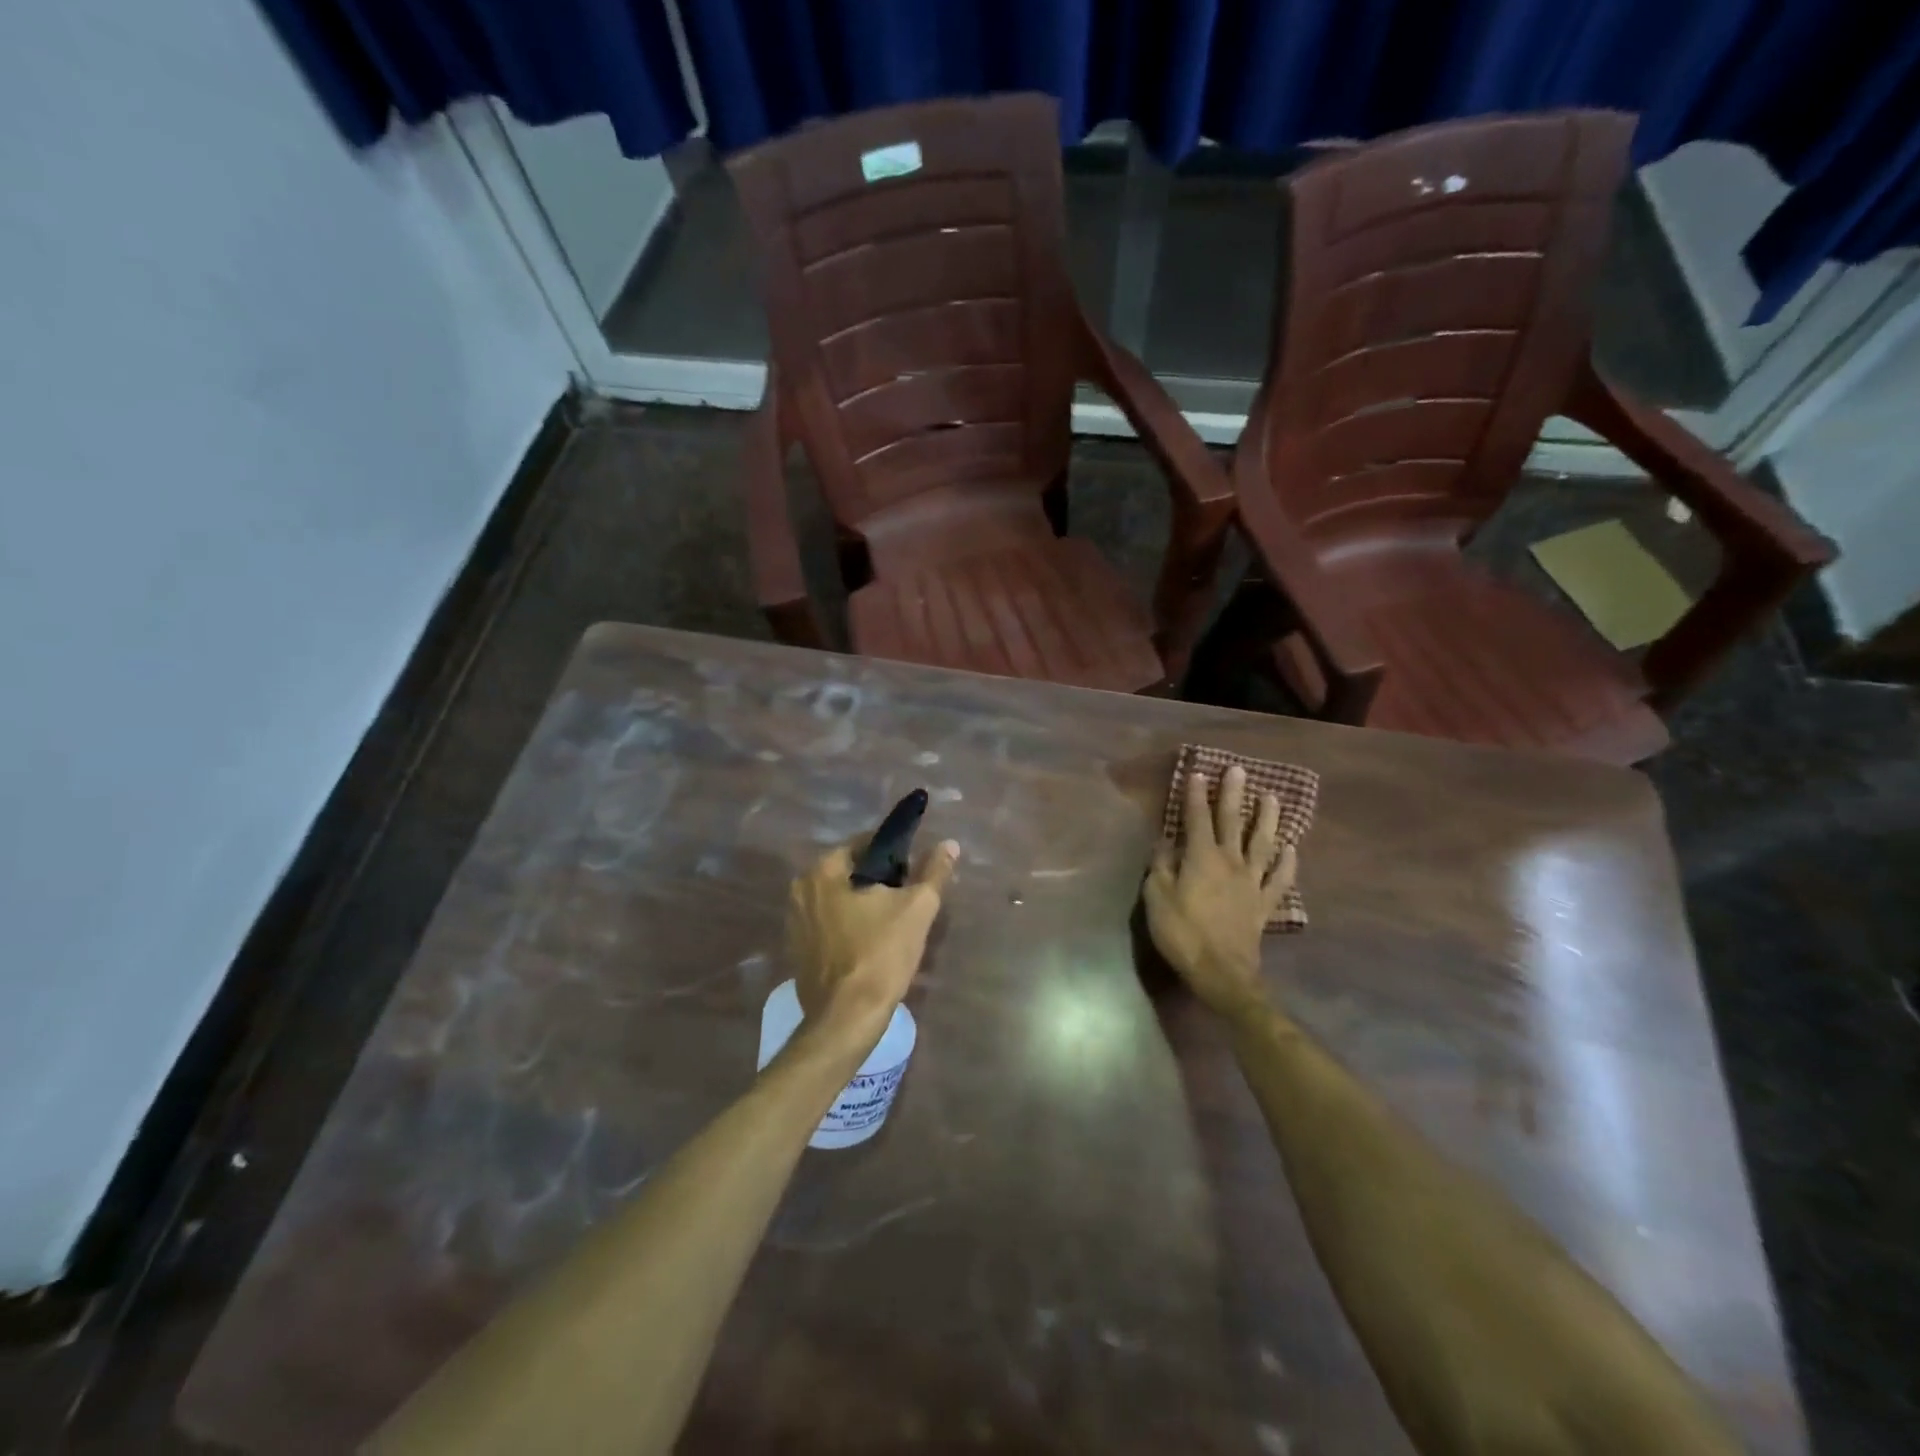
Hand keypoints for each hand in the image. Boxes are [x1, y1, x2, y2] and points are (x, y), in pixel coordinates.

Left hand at [788, 834, 959, 1049]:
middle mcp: (800, 890)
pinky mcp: (797, 951)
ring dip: (861, 903)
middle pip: (848, 872)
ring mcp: (794, 923)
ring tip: (892, 920)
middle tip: (906, 897)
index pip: (862, 845)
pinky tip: (869, 942)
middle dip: (877, 880)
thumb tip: (949, 844)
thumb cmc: (881, 955)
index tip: (913, 869)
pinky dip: (847, 926)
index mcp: (823, 872)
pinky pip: (827, 925)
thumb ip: (934, 872)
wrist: (846, 1018)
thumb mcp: (917, 908)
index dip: (893, 853)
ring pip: (837, 899)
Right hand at [1143, 765, 1295, 1020]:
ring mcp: (1252, 882)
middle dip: (1233, 795)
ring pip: (1263, 843)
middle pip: (1233, 822)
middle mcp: (1230, 862)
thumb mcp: (1157, 897)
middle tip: (1238, 771)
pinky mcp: (1264, 904)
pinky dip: (1287, 863)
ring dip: (1267, 818)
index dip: (1196, 795)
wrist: (1221, 973)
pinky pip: (1280, 879)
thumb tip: (1165, 842)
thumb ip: (1161, 866)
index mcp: (1201, 857)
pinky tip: (1291, 849)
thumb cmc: (1182, 933)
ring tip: (1272, 797)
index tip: (1198, 773)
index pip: (1196, 818)